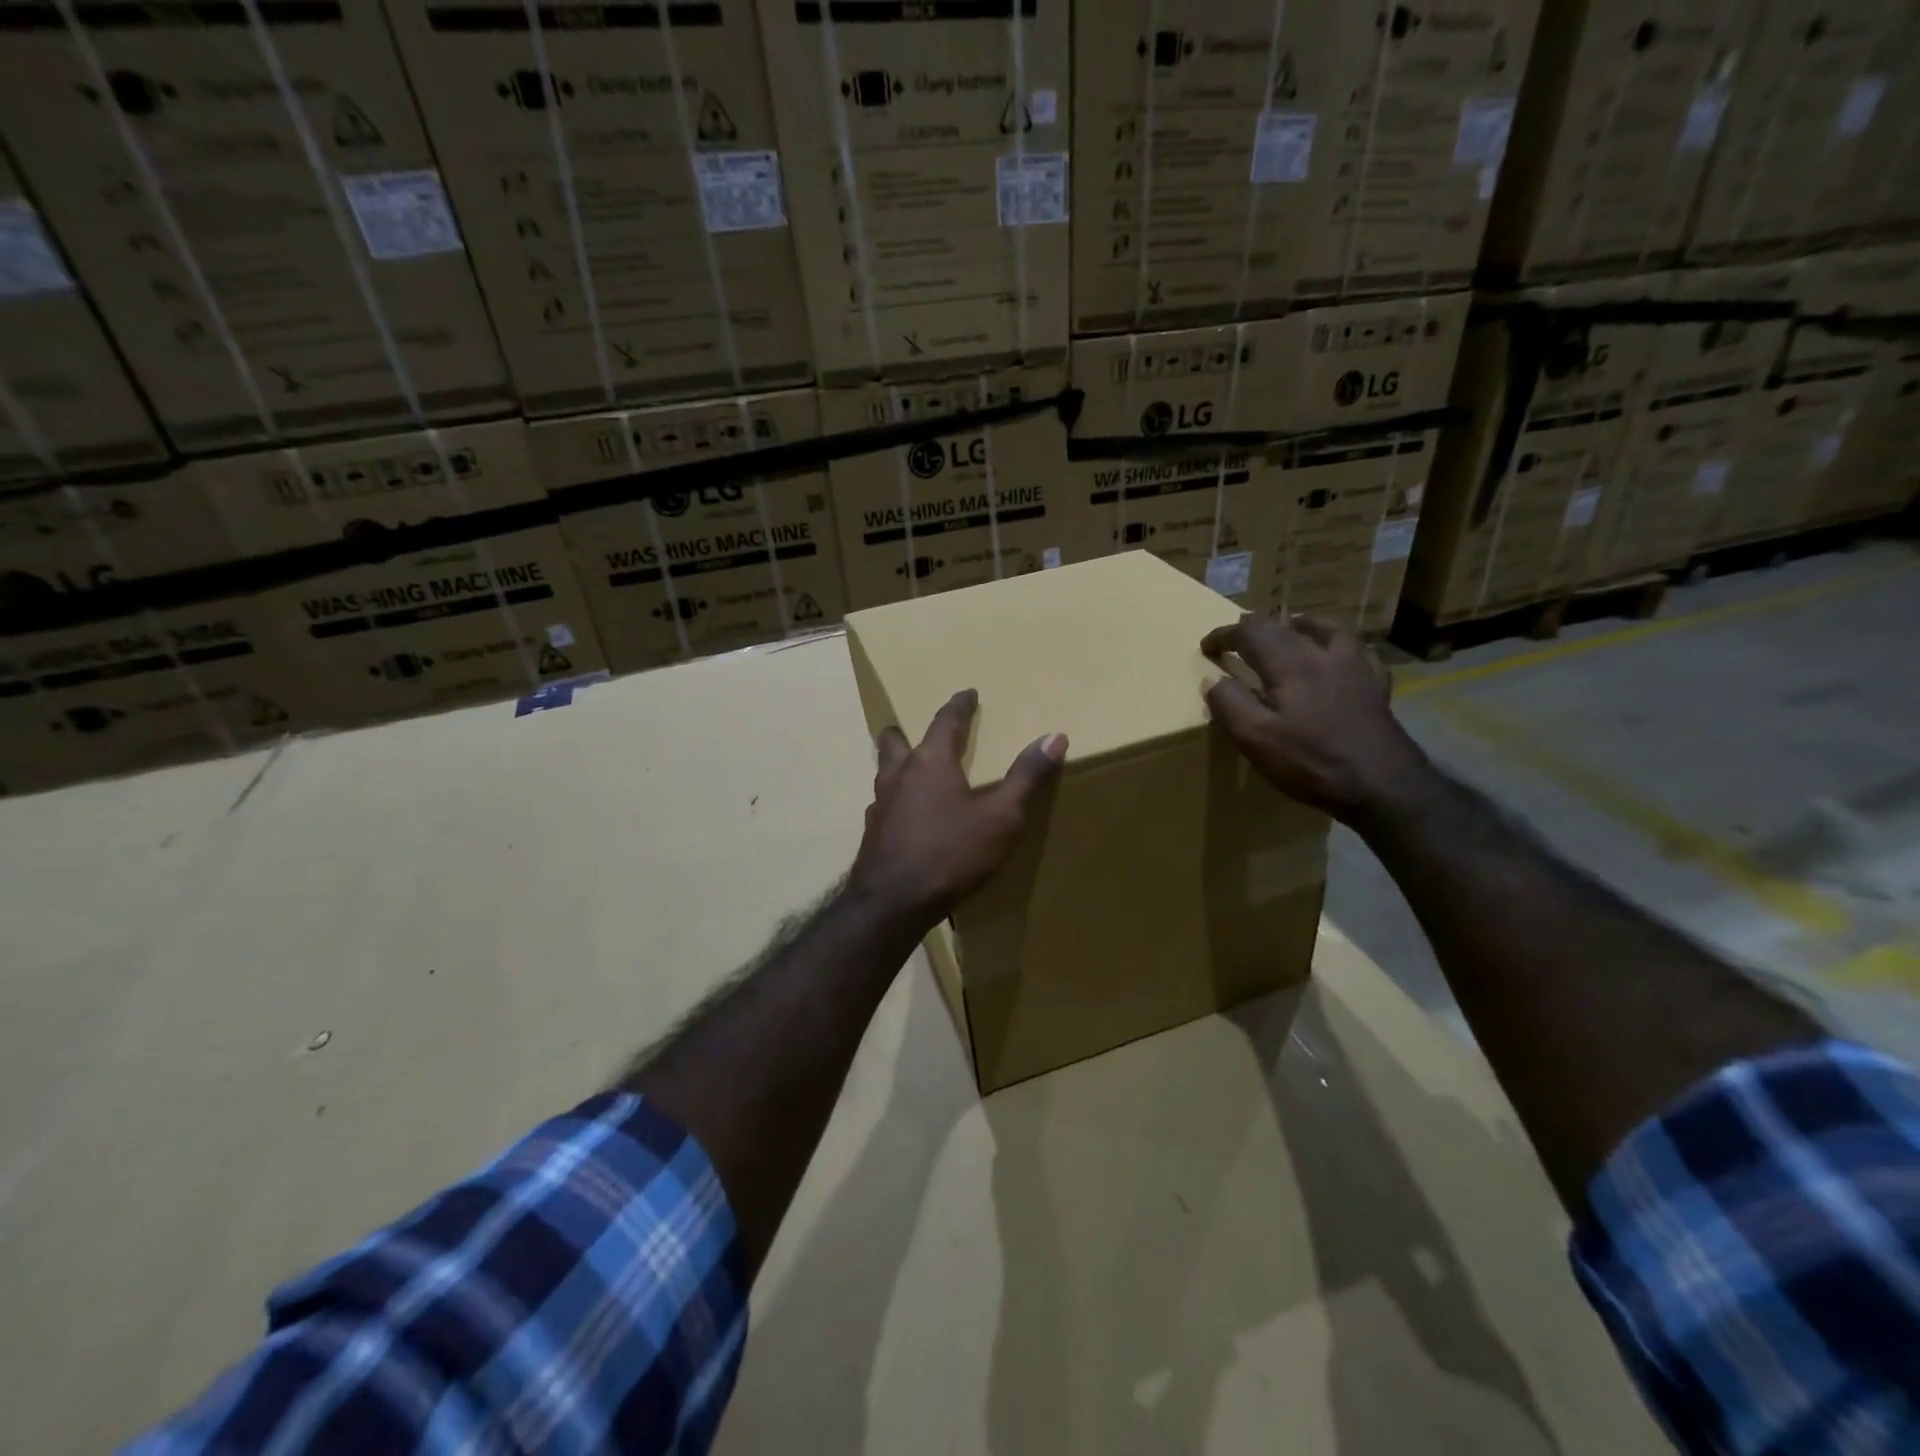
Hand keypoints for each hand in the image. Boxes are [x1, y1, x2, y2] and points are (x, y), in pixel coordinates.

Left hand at [849, 689, 1066, 929]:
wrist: (893, 902)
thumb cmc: (951, 853)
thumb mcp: (1001, 816)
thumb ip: (1026, 777)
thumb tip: (1055, 736)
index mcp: (930, 762)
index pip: (946, 721)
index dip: (959, 705)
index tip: (967, 693)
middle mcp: (899, 775)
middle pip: (895, 741)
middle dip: (906, 730)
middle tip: (917, 730)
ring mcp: (880, 805)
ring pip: (884, 772)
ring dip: (897, 765)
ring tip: (912, 772)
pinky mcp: (872, 833)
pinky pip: (884, 804)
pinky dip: (896, 800)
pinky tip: (907, 818)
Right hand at [1201, 613, 1429, 824]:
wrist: (1384, 785)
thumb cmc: (1311, 762)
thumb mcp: (1255, 739)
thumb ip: (1229, 703)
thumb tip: (1212, 678)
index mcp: (1290, 663)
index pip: (1250, 632)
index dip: (1224, 635)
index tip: (1207, 647)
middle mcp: (1323, 653)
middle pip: (1285, 626)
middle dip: (1255, 628)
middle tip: (1237, 639)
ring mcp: (1356, 667)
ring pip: (1325, 629)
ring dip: (1299, 627)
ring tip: (1288, 633)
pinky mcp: (1376, 686)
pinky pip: (1357, 652)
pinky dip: (1338, 648)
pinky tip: (1337, 660)